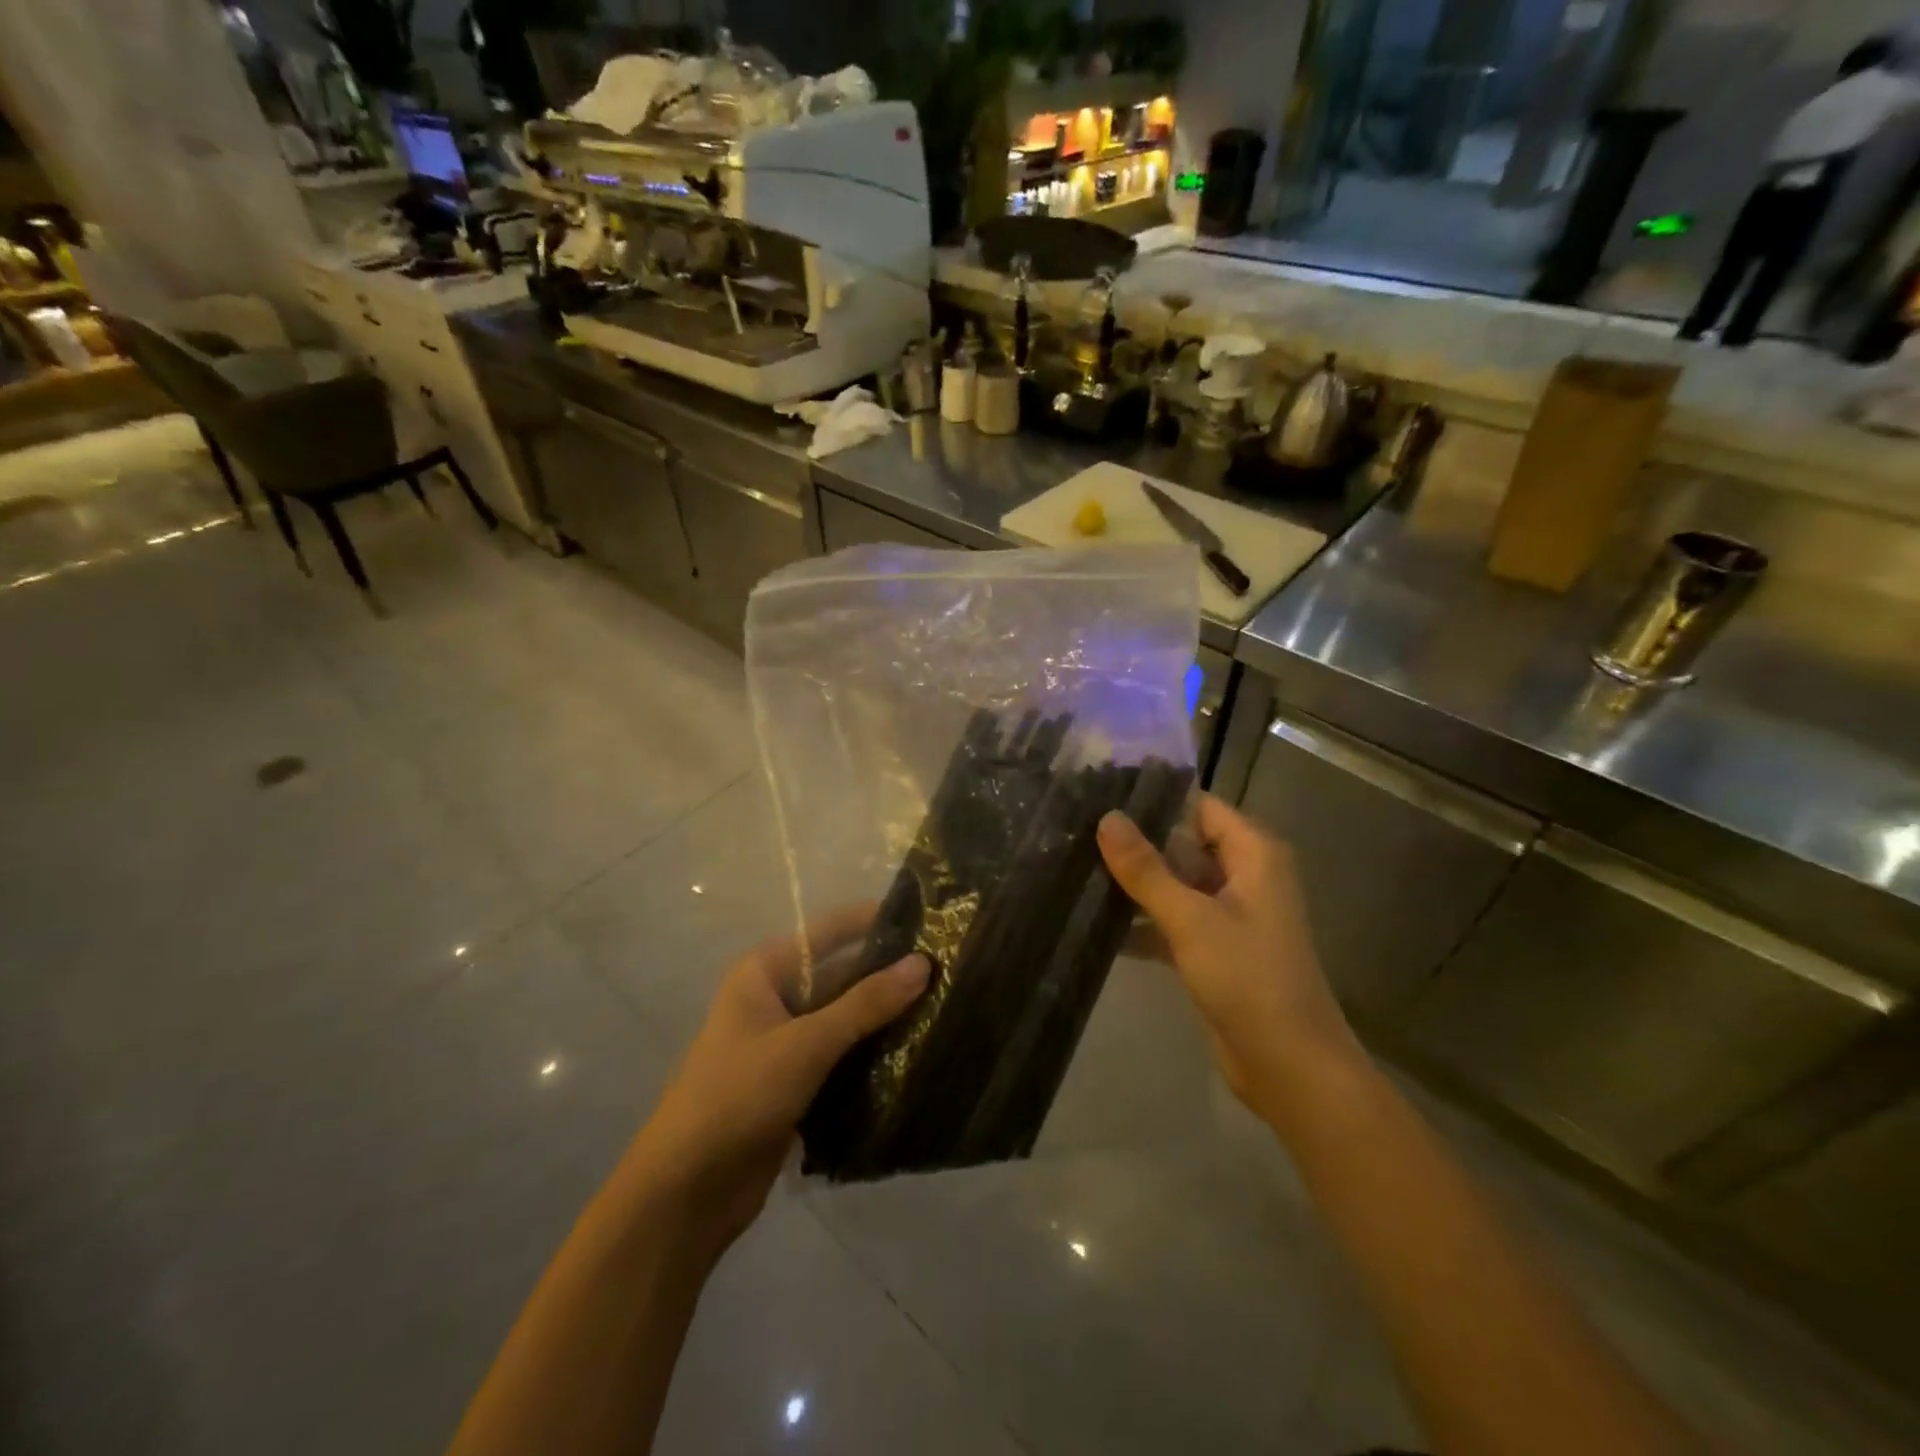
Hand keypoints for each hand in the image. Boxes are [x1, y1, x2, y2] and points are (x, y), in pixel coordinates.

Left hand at [625, 906, 927, 1253]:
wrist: (686, 1192)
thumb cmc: (738, 1096)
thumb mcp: (806, 1043)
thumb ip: (866, 1004)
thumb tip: (923, 963)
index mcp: (765, 972)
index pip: (829, 932)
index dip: (874, 922)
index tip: (927, 917)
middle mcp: (775, 998)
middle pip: (840, 975)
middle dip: (887, 975)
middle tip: (948, 968)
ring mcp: (785, 1042)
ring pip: (844, 1018)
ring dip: (884, 1017)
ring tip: (945, 1004)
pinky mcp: (795, 1082)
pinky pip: (841, 1055)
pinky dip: (872, 1053)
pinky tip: (917, 1051)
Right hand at [1097, 795, 1360, 1119]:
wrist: (1289, 1066)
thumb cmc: (1248, 978)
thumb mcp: (1191, 918)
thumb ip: (1146, 869)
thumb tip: (1107, 818)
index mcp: (1254, 855)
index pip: (1200, 807)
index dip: (1156, 801)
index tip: (1102, 798)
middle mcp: (1246, 876)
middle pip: (1185, 845)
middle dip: (1137, 844)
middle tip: (1079, 833)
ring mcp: (1230, 915)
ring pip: (1177, 884)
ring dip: (1136, 884)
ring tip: (1077, 869)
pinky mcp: (1216, 949)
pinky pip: (1174, 920)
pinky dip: (1144, 922)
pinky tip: (1097, 923)